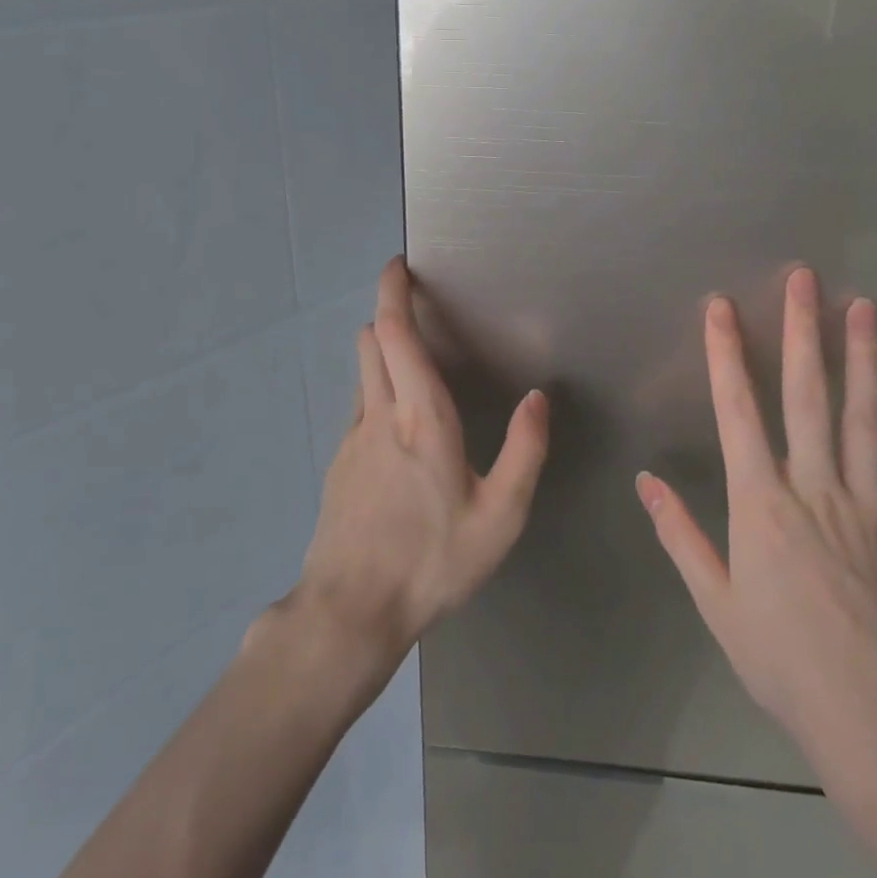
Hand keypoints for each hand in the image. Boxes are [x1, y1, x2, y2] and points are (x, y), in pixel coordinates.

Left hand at [294, 257, 548, 665]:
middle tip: (418, 311)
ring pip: (363, 373)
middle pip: (372, 342)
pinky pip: (360, 407)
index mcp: (421, 418)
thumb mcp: (500, 516)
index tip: (397, 266)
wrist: (351, 611)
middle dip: (389, 314)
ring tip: (415, 364)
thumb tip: (537, 397)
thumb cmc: (432, 562)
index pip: (396, 335)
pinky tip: (401, 430)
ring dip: (382, 352)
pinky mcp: (339, 463)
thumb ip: (525, 451)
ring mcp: (352, 439)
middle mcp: (380, 415)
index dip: (393, 293)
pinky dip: (378, 391)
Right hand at [637, 268, 876, 811]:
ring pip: (865, 417)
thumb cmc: (784, 661)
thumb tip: (646, 482)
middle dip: (802, 332)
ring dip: (864, 358)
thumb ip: (681, 536)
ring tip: (864, 308)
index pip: (738, 413)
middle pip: (808, 397)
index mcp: (762, 506)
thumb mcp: (716, 605)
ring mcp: (870, 506)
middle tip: (805, 279)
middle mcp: (816, 490)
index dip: (728, 356)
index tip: (722, 308)